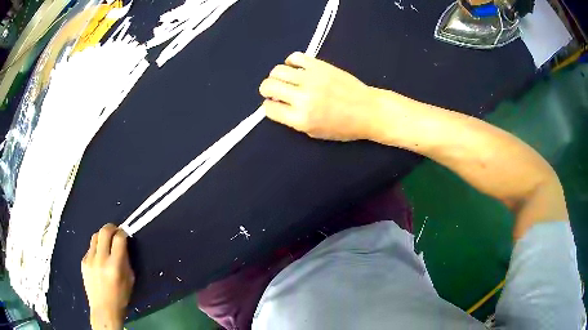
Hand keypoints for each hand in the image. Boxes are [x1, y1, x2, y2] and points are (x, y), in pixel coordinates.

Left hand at [82, 224, 134, 329]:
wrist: (103, 309)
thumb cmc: (121, 297)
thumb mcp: (129, 280)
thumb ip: (125, 261)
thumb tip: (123, 246)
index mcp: (115, 266)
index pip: (119, 239)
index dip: (123, 233)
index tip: (124, 233)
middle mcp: (101, 259)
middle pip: (104, 231)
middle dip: (111, 227)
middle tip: (115, 231)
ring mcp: (90, 259)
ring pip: (95, 237)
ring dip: (102, 237)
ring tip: (106, 243)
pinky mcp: (83, 262)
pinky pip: (90, 248)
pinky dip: (96, 249)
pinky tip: (99, 259)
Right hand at [260, 52, 378, 140]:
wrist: (368, 110)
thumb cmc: (343, 127)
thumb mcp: (315, 133)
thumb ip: (293, 119)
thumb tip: (277, 104)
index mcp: (301, 118)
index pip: (269, 108)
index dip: (269, 107)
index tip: (275, 105)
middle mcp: (302, 97)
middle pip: (268, 86)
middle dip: (266, 90)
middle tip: (274, 92)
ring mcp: (311, 78)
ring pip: (278, 70)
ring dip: (276, 76)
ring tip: (286, 80)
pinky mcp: (320, 65)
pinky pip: (295, 57)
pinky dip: (291, 62)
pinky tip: (296, 69)